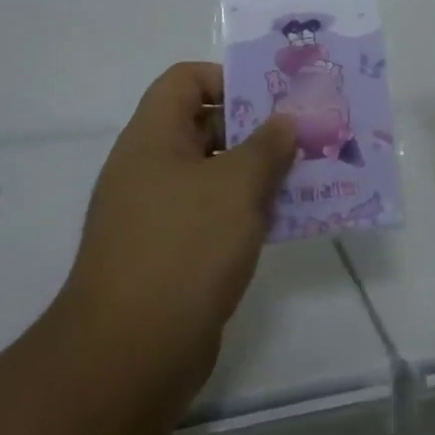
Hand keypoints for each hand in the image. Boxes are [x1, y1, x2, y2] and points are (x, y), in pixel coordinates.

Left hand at [51, 63, 296, 401]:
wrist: (129, 356)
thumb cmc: (184, 248)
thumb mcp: (237, 186)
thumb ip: (267, 146)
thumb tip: (285, 122)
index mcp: (152, 138)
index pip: (185, 80)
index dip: (227, 78)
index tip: (272, 100)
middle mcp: (149, 168)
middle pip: (203, 126)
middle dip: (255, 128)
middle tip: (303, 136)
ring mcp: (156, 215)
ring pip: (213, 175)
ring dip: (257, 173)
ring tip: (306, 176)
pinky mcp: (169, 255)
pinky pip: (212, 216)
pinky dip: (245, 212)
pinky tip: (285, 221)